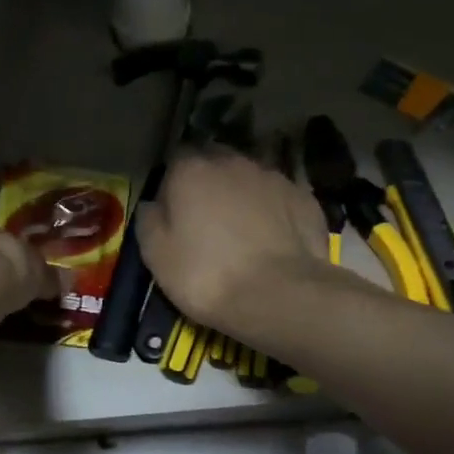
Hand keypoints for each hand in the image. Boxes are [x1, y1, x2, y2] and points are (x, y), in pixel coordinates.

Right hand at [134, 152, 329, 342]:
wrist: (278, 295)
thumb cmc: (206, 274)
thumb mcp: (156, 254)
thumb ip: (149, 219)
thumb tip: (153, 204)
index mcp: (192, 170)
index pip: (176, 159)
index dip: (174, 183)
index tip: (174, 210)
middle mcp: (233, 162)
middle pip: (216, 161)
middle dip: (210, 181)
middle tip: (207, 218)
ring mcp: (273, 176)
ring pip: (250, 176)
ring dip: (243, 194)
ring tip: (243, 229)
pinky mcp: (304, 197)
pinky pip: (280, 197)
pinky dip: (274, 210)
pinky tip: (273, 238)